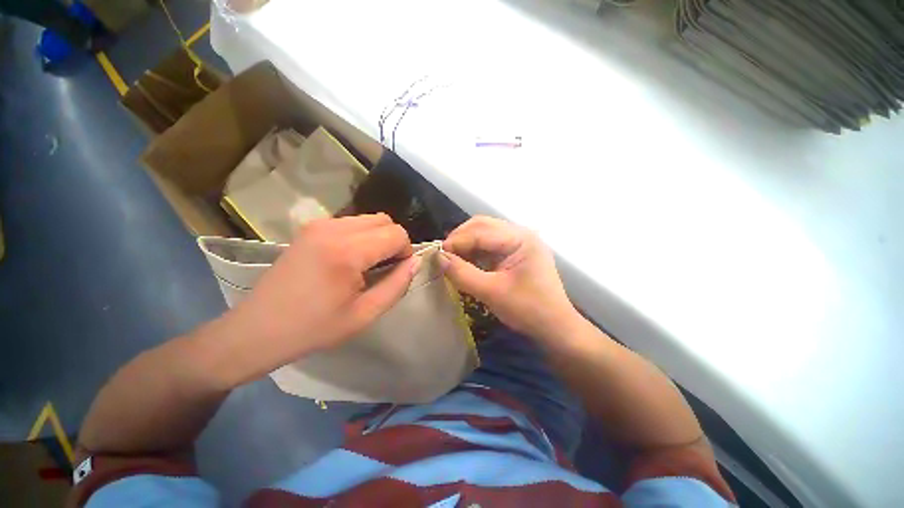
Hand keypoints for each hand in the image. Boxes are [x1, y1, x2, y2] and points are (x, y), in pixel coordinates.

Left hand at [210, 214, 416, 385]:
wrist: (257, 330)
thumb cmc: (314, 328)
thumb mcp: (365, 314)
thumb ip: (397, 285)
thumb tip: (415, 262)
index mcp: (347, 251)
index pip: (396, 234)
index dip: (406, 251)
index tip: (399, 271)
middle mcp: (333, 228)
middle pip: (384, 220)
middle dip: (394, 241)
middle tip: (386, 267)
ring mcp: (318, 225)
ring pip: (368, 219)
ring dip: (378, 238)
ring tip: (368, 264)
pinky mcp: (310, 228)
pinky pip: (350, 223)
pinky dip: (362, 236)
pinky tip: (351, 259)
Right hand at [441, 216, 577, 340]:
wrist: (555, 327)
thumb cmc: (528, 310)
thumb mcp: (491, 292)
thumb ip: (463, 273)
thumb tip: (438, 258)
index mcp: (520, 238)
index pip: (480, 231)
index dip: (456, 241)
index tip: (437, 256)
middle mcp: (520, 233)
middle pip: (482, 226)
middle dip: (460, 239)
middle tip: (444, 256)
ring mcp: (519, 242)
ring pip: (484, 233)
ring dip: (466, 244)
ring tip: (452, 259)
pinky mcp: (516, 252)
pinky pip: (490, 245)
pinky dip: (475, 252)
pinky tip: (466, 262)